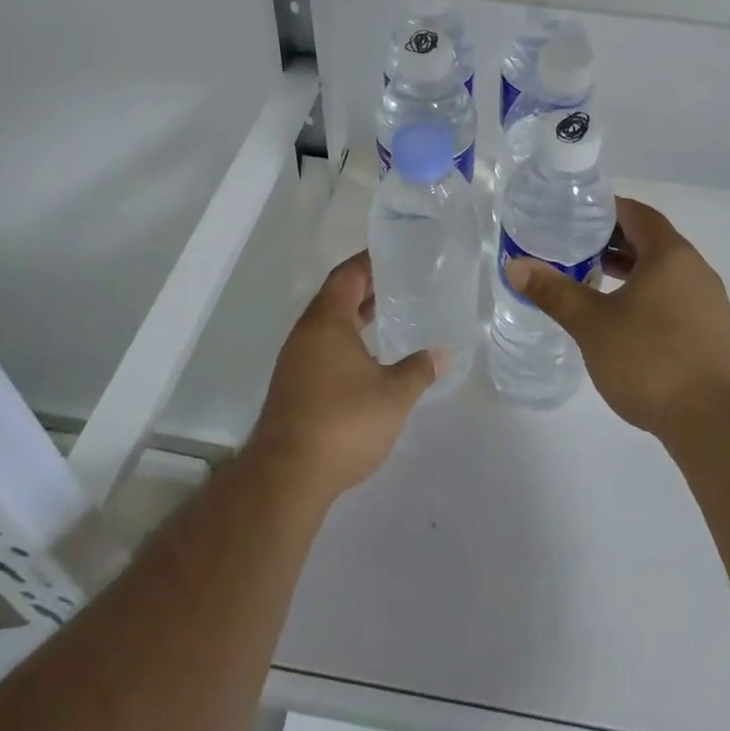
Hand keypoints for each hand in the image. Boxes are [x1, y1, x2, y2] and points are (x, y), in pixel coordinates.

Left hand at [248, 252, 442, 500]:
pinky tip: (367, 359)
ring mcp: (295, 361)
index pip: (347, 276)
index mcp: (327, 322)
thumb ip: (418, 369)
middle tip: (399, 282)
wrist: (287, 475)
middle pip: (335, 297)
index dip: (368, 262)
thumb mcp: (393, 395)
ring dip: (354, 317)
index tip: (394, 254)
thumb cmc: (343, 422)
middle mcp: (306, 334)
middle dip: (364, 288)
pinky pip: (321, 349)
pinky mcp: (292, 387)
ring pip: (327, 326)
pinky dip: (345, 342)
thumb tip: (442, 353)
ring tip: (387, 315)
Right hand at [505, 197, 729, 440]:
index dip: (605, 210)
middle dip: (612, 241)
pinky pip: (674, 297)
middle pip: (651, 240)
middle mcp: (695, 269)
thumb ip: (554, 291)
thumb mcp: (592, 324)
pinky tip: (622, 320)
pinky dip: (646, 294)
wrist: (715, 422)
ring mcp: (708, 302)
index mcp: (670, 254)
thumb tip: (516, 265)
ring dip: (629, 270)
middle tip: (574, 248)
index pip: (636, 213)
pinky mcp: (712, 332)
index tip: (574, 216)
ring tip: (592, 281)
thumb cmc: (650, 359)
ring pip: (663, 271)